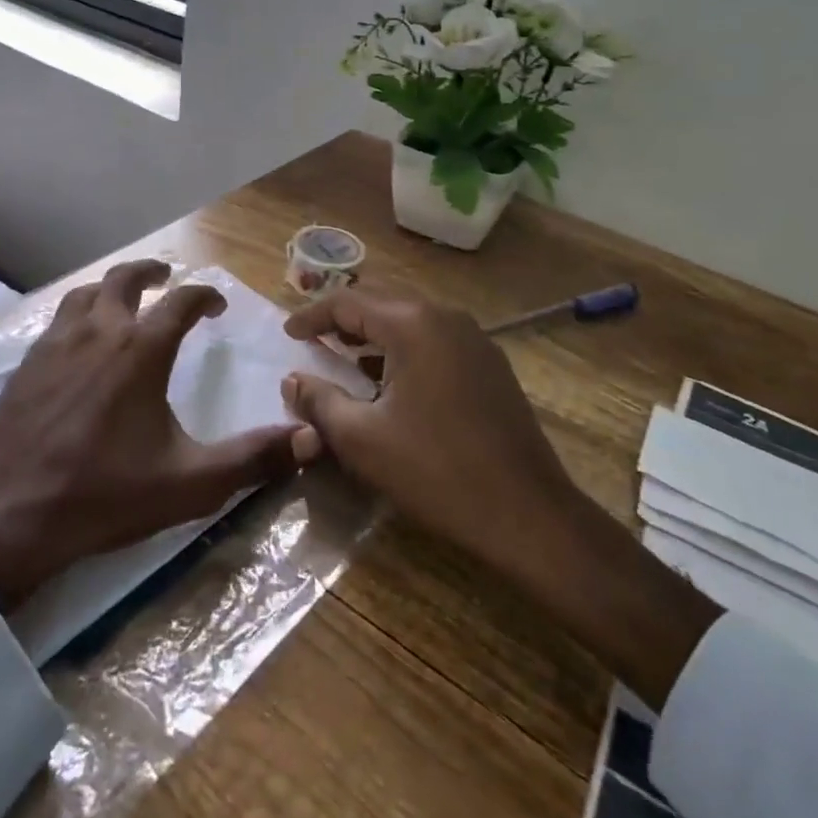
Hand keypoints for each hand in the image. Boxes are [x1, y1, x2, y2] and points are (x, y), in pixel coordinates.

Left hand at [0, 259, 308, 612]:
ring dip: (110, 288)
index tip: (217, 306)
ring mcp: (56, 343)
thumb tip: (309, 440)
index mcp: (141, 349)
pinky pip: (58, 319)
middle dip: (151, 272)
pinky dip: (79, 314)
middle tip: (166, 278)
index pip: (182, 300)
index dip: (205, 295)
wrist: (6, 514)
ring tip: (123, 302)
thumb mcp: (190, 483)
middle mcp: (99, 331)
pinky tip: (79, 341)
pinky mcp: (26, 363)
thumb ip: (252, 460)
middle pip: (125, 279)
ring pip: (86, 293)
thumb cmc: (103, 495)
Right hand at [282, 284, 720, 707]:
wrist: (530, 515)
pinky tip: (390, 382)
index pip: (348, 302)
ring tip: (345, 360)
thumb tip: (292, 380)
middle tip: (313, 342)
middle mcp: (445, 317)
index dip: (312, 316)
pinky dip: (403, 351)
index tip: (288, 335)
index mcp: (412, 324)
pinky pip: (434, 341)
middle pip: (380, 304)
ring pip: (409, 322)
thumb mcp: (362, 438)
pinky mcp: (490, 364)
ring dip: (373, 336)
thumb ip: (319, 401)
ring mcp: (474, 339)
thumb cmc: (436, 471)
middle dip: (343, 321)